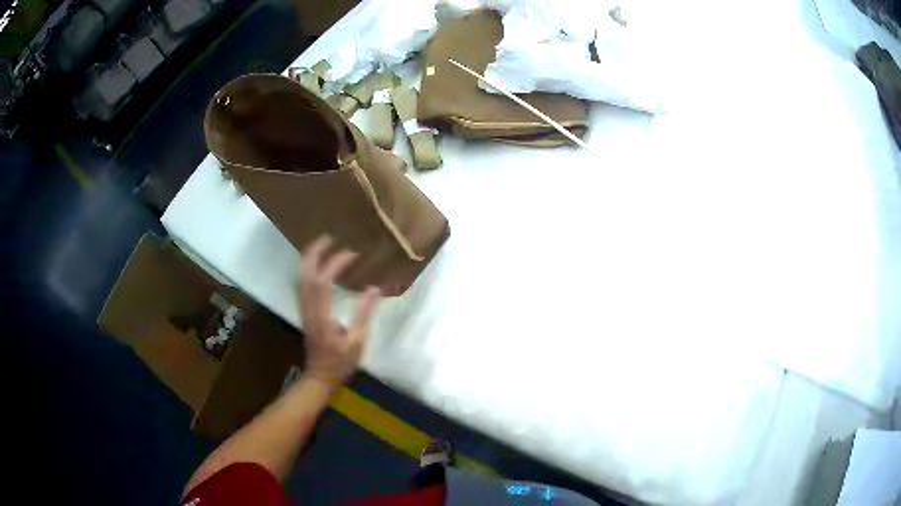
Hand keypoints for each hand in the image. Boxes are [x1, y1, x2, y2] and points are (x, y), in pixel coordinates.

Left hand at [298, 236, 379, 389]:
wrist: (319, 377)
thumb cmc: (340, 362)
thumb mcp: (357, 341)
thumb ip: (363, 313)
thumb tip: (374, 289)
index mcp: (322, 315)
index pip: (324, 281)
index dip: (336, 263)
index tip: (352, 253)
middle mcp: (309, 308)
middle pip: (305, 273)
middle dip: (314, 252)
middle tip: (329, 237)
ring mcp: (304, 309)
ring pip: (301, 277)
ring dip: (310, 258)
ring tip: (324, 245)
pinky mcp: (305, 311)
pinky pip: (303, 284)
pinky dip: (309, 269)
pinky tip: (319, 265)